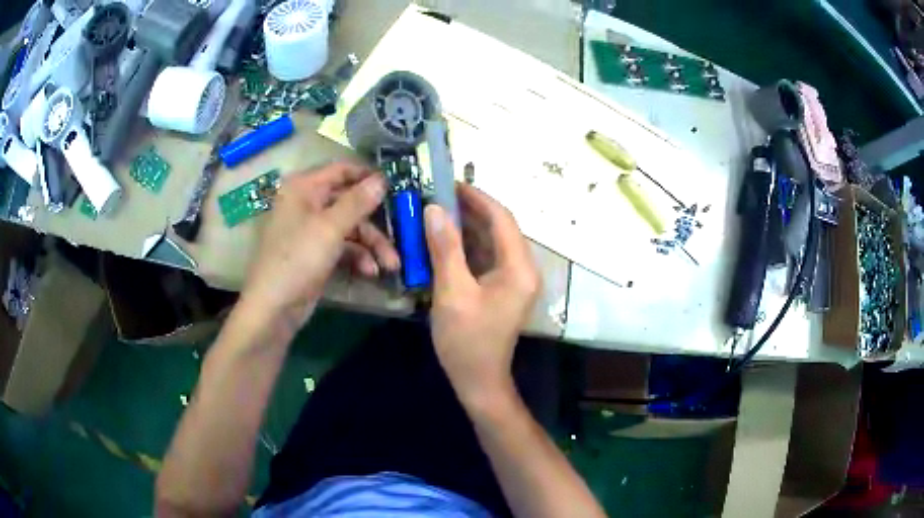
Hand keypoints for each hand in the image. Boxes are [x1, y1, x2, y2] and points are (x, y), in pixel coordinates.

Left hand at [239, 162, 399, 336]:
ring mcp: (311, 230)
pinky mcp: (316, 254)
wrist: (274, 308)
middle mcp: (307, 204)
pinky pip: (343, 247)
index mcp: (303, 188)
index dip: (367, 177)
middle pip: (350, 203)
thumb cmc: (297, 259)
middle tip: (399, 236)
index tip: (396, 186)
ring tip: (390, 266)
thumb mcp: (330, 228)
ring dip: (371, 246)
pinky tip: (369, 273)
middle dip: (374, 224)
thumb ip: (358, 202)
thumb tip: (382, 179)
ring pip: (350, 228)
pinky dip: (358, 258)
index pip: (341, 170)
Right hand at [424, 184, 540, 408]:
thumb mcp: (452, 292)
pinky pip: (487, 258)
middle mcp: (523, 269)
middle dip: (471, 210)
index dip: (478, 198)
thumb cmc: (466, 340)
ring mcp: (514, 280)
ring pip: (492, 242)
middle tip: (438, 195)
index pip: (502, 219)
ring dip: (467, 227)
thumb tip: (435, 209)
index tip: (451, 183)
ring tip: (437, 212)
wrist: (478, 380)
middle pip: (499, 228)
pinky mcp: (503, 289)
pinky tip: (444, 239)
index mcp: (519, 268)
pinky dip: (467, 246)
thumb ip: (445, 248)